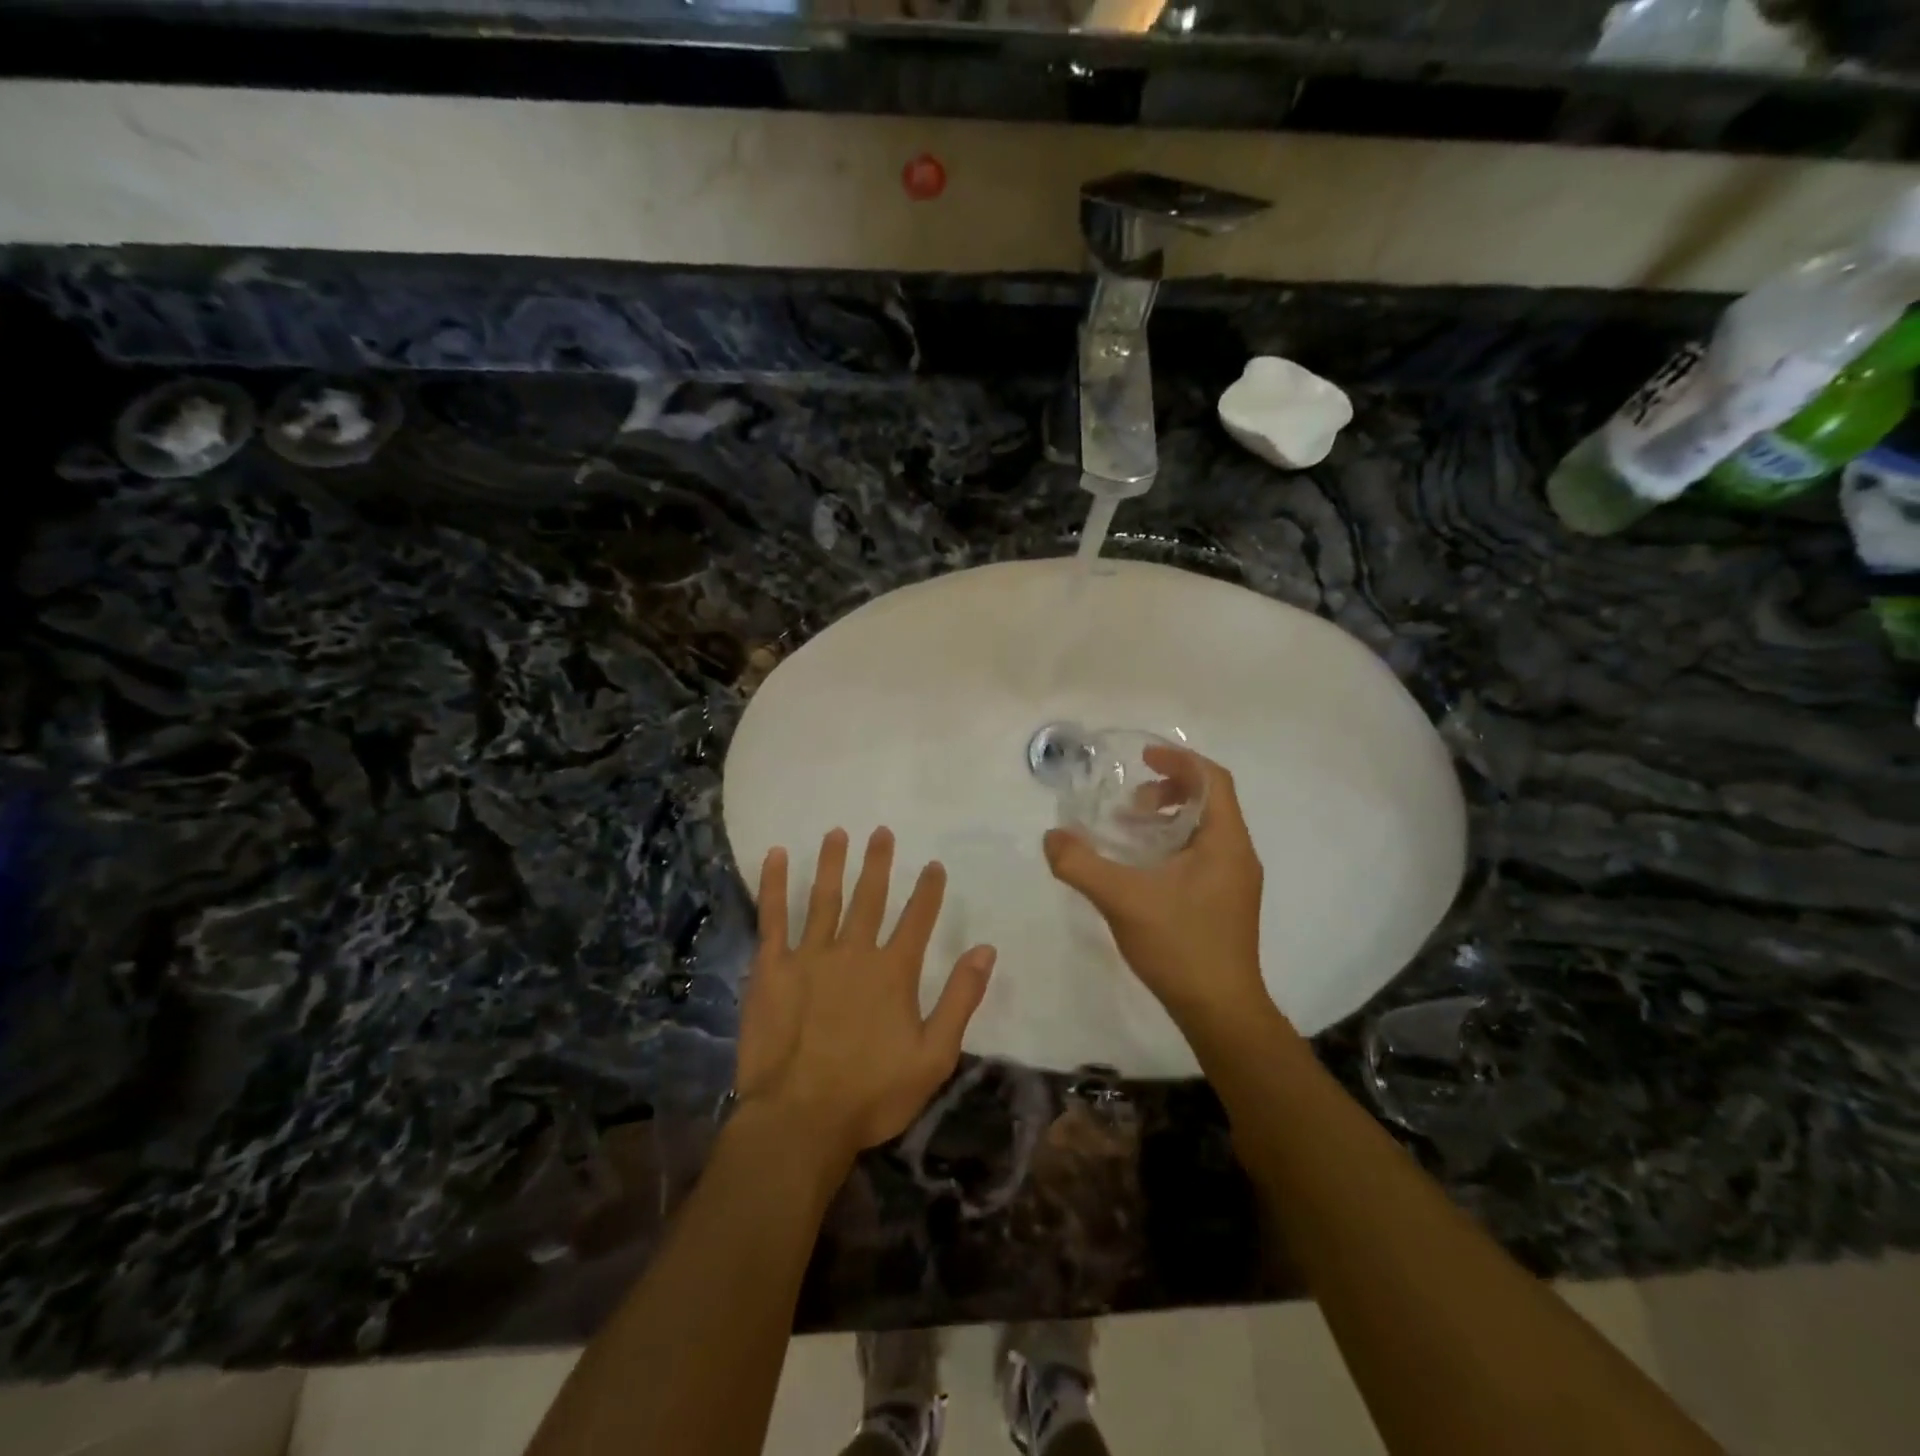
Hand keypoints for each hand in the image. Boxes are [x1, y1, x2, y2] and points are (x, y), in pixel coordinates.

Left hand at [735, 828, 996, 1167]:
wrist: (800, 1119)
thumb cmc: (871, 1094)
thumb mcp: (934, 1056)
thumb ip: (961, 999)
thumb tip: (986, 949)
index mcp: (893, 972)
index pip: (917, 919)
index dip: (928, 890)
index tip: (933, 864)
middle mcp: (854, 952)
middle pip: (869, 898)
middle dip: (877, 863)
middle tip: (881, 832)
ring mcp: (810, 956)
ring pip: (824, 899)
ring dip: (832, 863)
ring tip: (837, 833)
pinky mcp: (772, 968)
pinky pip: (773, 917)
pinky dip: (773, 885)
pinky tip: (775, 856)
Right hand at [1043, 747, 1273, 1033]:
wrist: (1220, 1010)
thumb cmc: (1180, 945)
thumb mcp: (1123, 899)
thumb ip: (1081, 864)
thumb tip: (1052, 838)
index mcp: (1226, 841)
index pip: (1213, 779)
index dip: (1179, 760)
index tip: (1144, 757)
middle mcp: (1237, 854)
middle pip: (1210, 801)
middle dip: (1168, 789)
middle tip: (1130, 802)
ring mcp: (1235, 881)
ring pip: (1204, 829)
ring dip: (1168, 818)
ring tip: (1129, 830)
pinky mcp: (1225, 902)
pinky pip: (1201, 854)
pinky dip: (1171, 845)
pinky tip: (1141, 868)